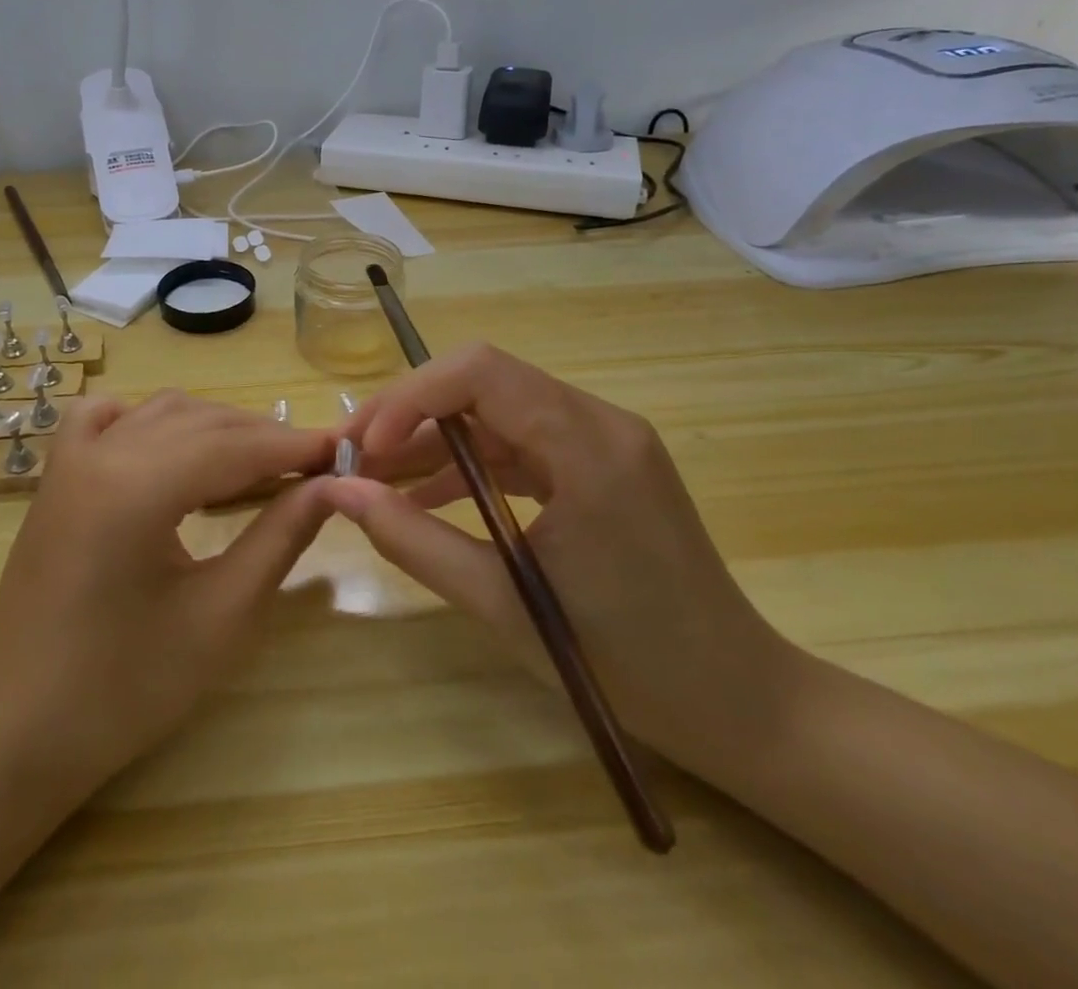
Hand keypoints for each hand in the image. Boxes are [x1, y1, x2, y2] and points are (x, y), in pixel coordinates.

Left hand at [0, 391, 333, 795]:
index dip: (293, 445)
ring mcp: (69, 461)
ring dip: (213, 428)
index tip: (342, 452)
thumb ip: (279, 538)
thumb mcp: (220, 616)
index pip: (233, 445)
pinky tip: (169, 448)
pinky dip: (147, 419)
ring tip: (257, 464)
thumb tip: (331, 487)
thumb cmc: (125, 690)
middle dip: (260, 437)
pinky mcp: (55, 478)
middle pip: (200, 421)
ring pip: (159, 413)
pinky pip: (104, 419)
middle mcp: (99, 454)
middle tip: (311, 467)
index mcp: (135, 488)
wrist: (19, 734)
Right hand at [329, 344, 798, 770]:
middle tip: (354, 456)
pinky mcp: (599, 462)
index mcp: (589, 446)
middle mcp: (600, 422)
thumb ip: (412, 539)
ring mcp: (603, 439)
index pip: (481, 373)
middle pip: (483, 379)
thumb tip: (338, 492)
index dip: (410, 397)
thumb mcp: (503, 604)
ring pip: (495, 408)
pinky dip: (469, 461)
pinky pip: (519, 441)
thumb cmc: (626, 664)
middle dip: (410, 411)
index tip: (365, 450)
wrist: (738, 703)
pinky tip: (426, 493)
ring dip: (433, 436)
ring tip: (375, 477)